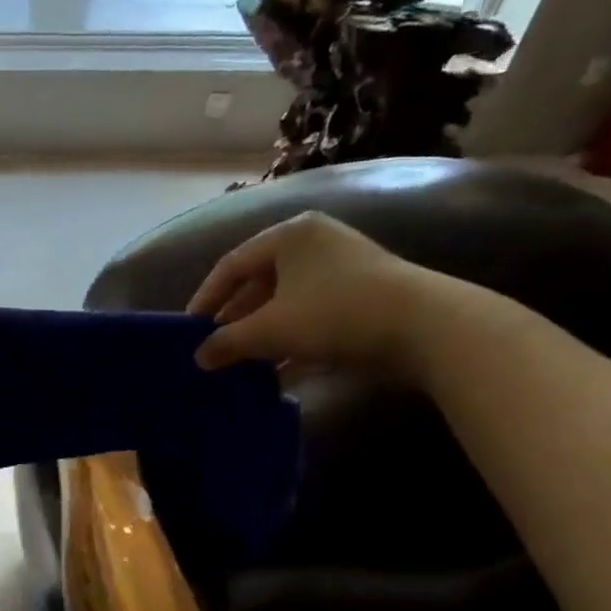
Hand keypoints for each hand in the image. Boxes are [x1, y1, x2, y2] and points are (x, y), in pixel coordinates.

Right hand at [188, 210, 465, 379]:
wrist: (423, 326)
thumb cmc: (334, 313)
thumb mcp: (271, 329)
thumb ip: (228, 342)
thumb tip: (198, 358)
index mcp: (289, 236)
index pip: (231, 265)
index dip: (205, 299)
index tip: (187, 330)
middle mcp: (313, 244)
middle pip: (258, 285)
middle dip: (234, 322)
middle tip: (212, 352)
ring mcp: (340, 270)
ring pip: (285, 305)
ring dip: (260, 337)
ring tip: (238, 368)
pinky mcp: (360, 298)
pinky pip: (310, 318)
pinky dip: (290, 343)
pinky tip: (275, 374)